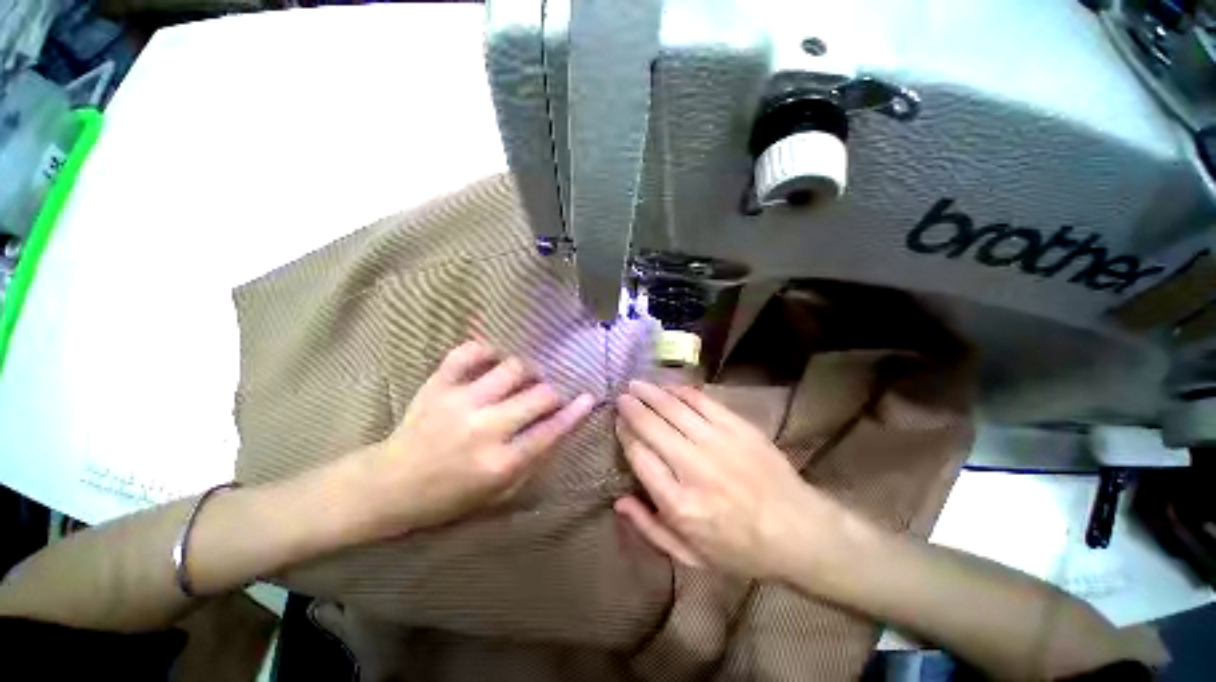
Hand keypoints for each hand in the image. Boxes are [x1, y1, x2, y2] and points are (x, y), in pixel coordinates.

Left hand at [359, 340, 594, 536]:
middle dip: (552, 393)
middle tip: (547, 396)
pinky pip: (469, 352)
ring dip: (527, 371)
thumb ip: (532, 460)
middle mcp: (484, 428)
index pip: (551, 430)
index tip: (589, 397)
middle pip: (539, 394)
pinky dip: (486, 350)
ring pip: (513, 368)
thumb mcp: (497, 493)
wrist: (388, 486)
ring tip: (522, 379)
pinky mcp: (438, 384)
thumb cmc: (448, 496)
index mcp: (499, 462)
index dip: (575, 412)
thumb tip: (559, 426)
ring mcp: (460, 401)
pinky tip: (493, 360)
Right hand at [614, 380, 846, 579]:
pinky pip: (702, 401)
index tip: (619, 423)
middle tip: (621, 396)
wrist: (799, 531)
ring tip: (636, 384)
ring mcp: (717, 442)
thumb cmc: (740, 549)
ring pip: (673, 408)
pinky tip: (669, 387)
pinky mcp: (738, 427)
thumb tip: (619, 501)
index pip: (639, 456)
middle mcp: (693, 467)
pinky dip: (681, 391)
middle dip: (632, 408)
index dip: (625, 435)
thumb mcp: (690, 556)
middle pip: (651, 426)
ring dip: (651, 393)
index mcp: (678, 503)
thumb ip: (650, 529)